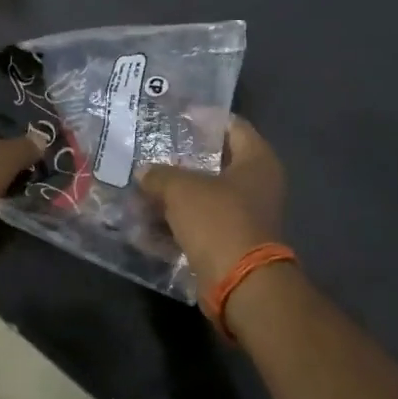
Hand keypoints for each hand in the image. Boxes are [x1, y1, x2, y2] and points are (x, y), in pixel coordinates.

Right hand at [138, 116, 285, 288]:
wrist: (239, 283)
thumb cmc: (218, 221)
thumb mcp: (181, 189)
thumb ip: (160, 174)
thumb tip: (145, 173)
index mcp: (257, 161)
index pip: (233, 126)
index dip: (204, 118)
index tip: (176, 115)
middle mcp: (256, 185)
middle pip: (215, 162)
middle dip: (181, 159)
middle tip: (151, 150)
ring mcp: (244, 216)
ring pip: (203, 196)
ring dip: (173, 194)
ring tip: (140, 186)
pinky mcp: (230, 242)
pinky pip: (198, 224)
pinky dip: (175, 223)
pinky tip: (144, 222)